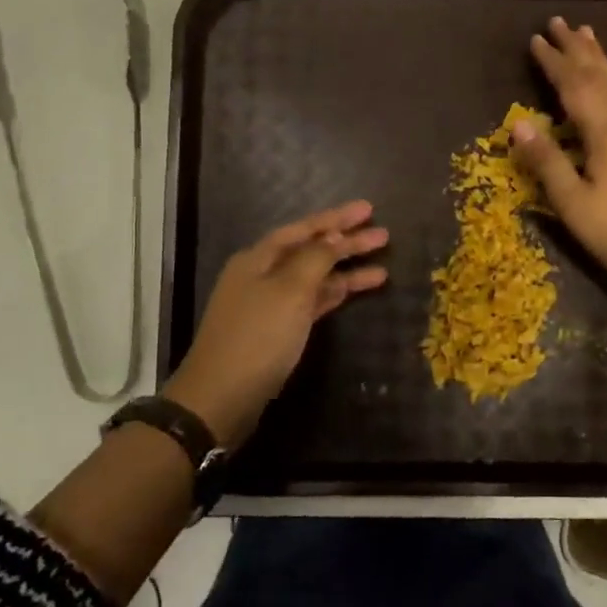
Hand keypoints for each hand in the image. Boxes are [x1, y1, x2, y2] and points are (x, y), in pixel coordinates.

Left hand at [162, 200, 388, 445]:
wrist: (222, 397)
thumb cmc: (257, 337)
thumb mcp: (289, 291)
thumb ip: (315, 259)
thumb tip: (334, 236)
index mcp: (258, 258)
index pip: (303, 229)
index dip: (336, 218)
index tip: (369, 209)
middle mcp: (262, 275)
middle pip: (310, 251)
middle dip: (346, 243)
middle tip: (384, 236)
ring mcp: (270, 304)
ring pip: (314, 278)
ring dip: (346, 271)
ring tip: (383, 267)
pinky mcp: (278, 331)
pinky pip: (312, 302)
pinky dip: (334, 295)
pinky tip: (357, 290)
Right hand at [513, 17, 606, 290]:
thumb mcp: (573, 202)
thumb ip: (546, 161)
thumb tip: (518, 123)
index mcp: (602, 131)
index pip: (571, 86)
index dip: (552, 62)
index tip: (534, 39)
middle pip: (596, 74)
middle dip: (575, 49)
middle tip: (557, 22)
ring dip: (600, 56)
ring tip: (587, 31)